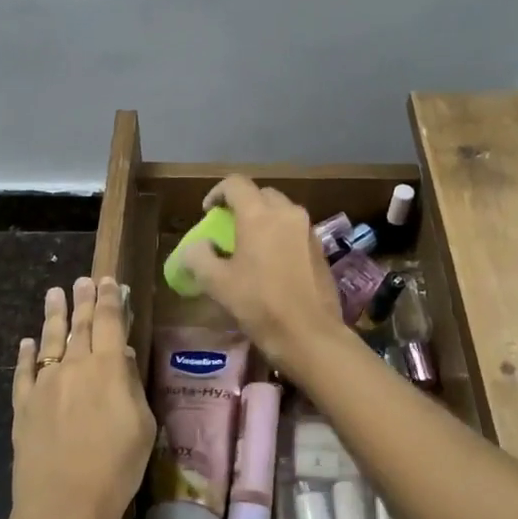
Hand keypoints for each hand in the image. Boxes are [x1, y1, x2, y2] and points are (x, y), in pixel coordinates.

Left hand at [8, 276, 155, 518]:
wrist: (63, 508)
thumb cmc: (116, 470)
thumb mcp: (142, 427)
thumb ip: (132, 386)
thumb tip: (123, 357)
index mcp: (108, 369)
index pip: (109, 322)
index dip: (110, 299)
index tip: (109, 281)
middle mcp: (73, 367)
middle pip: (80, 325)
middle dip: (83, 299)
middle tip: (83, 279)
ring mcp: (44, 385)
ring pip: (49, 340)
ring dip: (54, 315)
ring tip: (55, 293)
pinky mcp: (22, 406)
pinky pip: (24, 372)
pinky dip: (26, 353)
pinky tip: (27, 342)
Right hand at [178, 175, 345, 367]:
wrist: (310, 334)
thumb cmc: (259, 305)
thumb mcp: (216, 283)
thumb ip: (199, 257)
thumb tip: (197, 246)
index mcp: (259, 215)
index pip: (235, 184)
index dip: (216, 193)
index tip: (207, 213)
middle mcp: (287, 213)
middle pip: (261, 194)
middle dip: (242, 205)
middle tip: (228, 229)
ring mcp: (308, 230)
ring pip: (281, 211)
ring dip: (263, 220)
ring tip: (250, 246)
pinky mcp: (320, 248)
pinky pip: (295, 229)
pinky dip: (280, 235)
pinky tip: (272, 262)